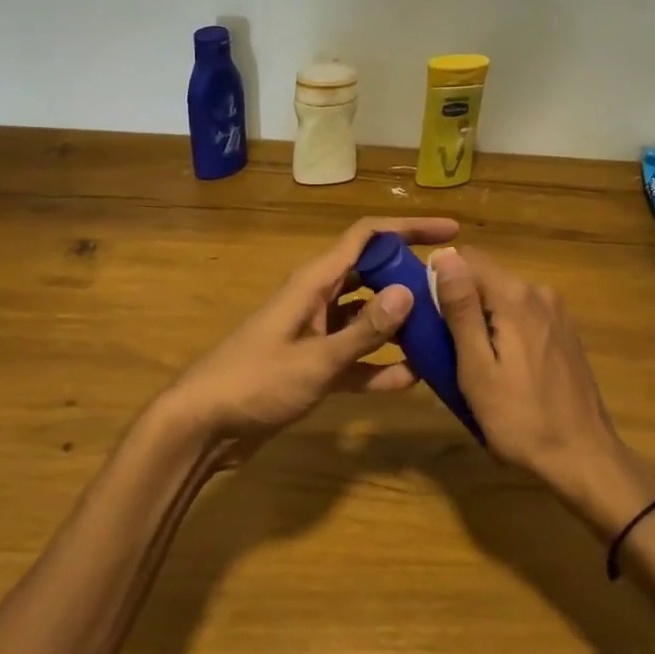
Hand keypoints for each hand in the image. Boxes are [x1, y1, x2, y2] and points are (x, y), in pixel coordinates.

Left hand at [160, 216, 459, 463]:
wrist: (203, 426)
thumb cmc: (255, 382)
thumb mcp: (315, 359)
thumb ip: (364, 331)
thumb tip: (410, 293)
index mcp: (314, 283)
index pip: (366, 237)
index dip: (408, 228)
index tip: (451, 232)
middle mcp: (318, 299)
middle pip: (371, 273)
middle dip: (409, 277)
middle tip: (451, 292)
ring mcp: (315, 333)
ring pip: (367, 316)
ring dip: (399, 323)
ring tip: (441, 331)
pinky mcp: (313, 366)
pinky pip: (355, 357)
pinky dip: (379, 364)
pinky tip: (412, 378)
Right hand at [432, 247, 654, 532]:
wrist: (583, 458)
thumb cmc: (519, 418)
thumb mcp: (476, 367)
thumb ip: (460, 308)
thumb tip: (443, 254)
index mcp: (516, 296)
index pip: (467, 258)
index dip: (440, 279)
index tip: (428, 315)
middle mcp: (539, 292)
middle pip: (486, 278)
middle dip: (461, 304)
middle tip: (444, 349)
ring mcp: (557, 312)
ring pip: (504, 299)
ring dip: (482, 320)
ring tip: (471, 365)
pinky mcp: (565, 332)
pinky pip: (523, 316)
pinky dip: (505, 331)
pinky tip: (503, 369)